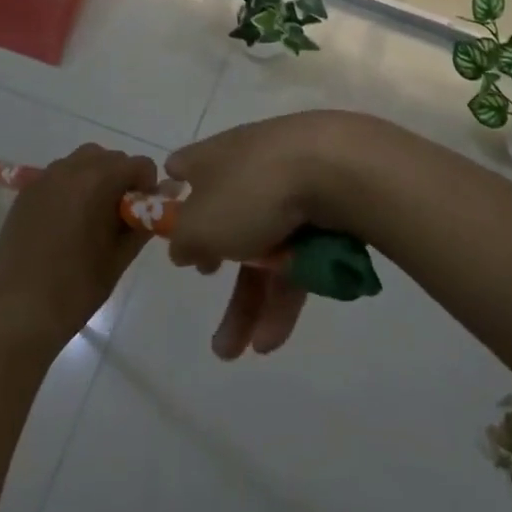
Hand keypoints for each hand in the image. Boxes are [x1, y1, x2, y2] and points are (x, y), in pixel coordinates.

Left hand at [0, 143, 154, 353]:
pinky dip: (70, 188)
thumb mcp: (119, 258)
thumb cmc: (76, 288)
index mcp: (97, 182)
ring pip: (81, 162)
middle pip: (109, 157)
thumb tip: (154, 205)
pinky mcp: (25, 194)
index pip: (138, 164)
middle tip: (119, 215)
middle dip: (121, 179)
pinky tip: (66, 222)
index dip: (147, 186)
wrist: (18, 312)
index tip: (141, 212)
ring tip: (92, 215)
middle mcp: (69, 170)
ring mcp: (43, 180)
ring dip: (95, 178)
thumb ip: (142, 224)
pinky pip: (57, 177)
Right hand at [163, 110, 368, 359]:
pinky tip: (275, 336)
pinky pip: (298, 253)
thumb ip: (183, 241)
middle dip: (217, 276)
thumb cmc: (252, 192)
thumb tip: (183, 246)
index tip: (172, 232)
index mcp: (212, 158)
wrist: (339, 168)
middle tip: (207, 307)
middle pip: (225, 222)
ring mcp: (290, 184)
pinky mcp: (325, 205)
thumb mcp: (200, 225)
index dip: (175, 200)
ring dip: (250, 303)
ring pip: (264, 247)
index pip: (184, 168)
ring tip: (238, 353)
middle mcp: (248, 165)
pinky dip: (285, 292)